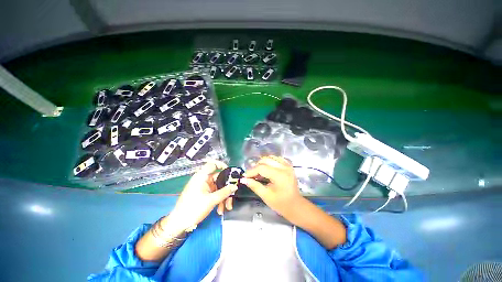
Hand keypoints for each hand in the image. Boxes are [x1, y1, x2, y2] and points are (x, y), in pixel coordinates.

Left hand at [166, 160, 237, 232]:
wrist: (179, 223)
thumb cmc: (193, 209)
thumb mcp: (211, 200)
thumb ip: (225, 192)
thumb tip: (235, 186)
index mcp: (202, 177)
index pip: (212, 164)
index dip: (222, 165)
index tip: (230, 172)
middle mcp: (203, 180)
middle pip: (218, 178)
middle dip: (226, 187)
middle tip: (232, 194)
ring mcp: (204, 187)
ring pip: (218, 187)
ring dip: (224, 196)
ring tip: (227, 207)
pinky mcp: (204, 193)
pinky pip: (215, 193)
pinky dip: (219, 199)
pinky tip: (220, 209)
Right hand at [241, 156, 303, 220]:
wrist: (296, 206)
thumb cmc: (281, 203)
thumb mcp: (266, 196)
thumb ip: (254, 186)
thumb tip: (243, 179)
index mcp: (279, 175)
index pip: (262, 168)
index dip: (251, 171)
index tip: (245, 176)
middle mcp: (284, 167)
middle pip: (266, 160)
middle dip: (256, 166)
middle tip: (251, 175)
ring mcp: (287, 165)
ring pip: (271, 158)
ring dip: (263, 163)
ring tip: (258, 171)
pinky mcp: (289, 166)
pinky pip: (277, 159)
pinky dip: (271, 161)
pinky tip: (267, 168)